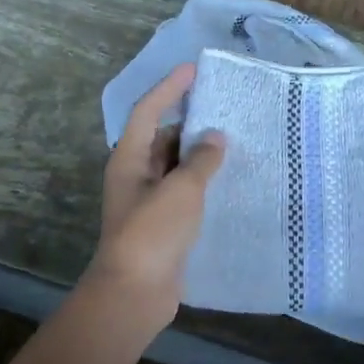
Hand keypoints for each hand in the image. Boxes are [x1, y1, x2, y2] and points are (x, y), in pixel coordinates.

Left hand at [89, 64, 225, 326]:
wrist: (135, 293)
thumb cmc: (152, 233)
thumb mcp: (181, 190)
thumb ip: (200, 160)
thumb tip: (215, 138)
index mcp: (129, 158)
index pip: (148, 110)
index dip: (170, 88)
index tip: (194, 70)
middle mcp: (135, 174)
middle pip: (162, 137)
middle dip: (190, 122)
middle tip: (226, 109)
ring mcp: (148, 200)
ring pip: (175, 166)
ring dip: (199, 154)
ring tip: (235, 141)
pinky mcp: (163, 223)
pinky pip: (184, 191)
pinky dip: (203, 182)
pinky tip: (229, 180)